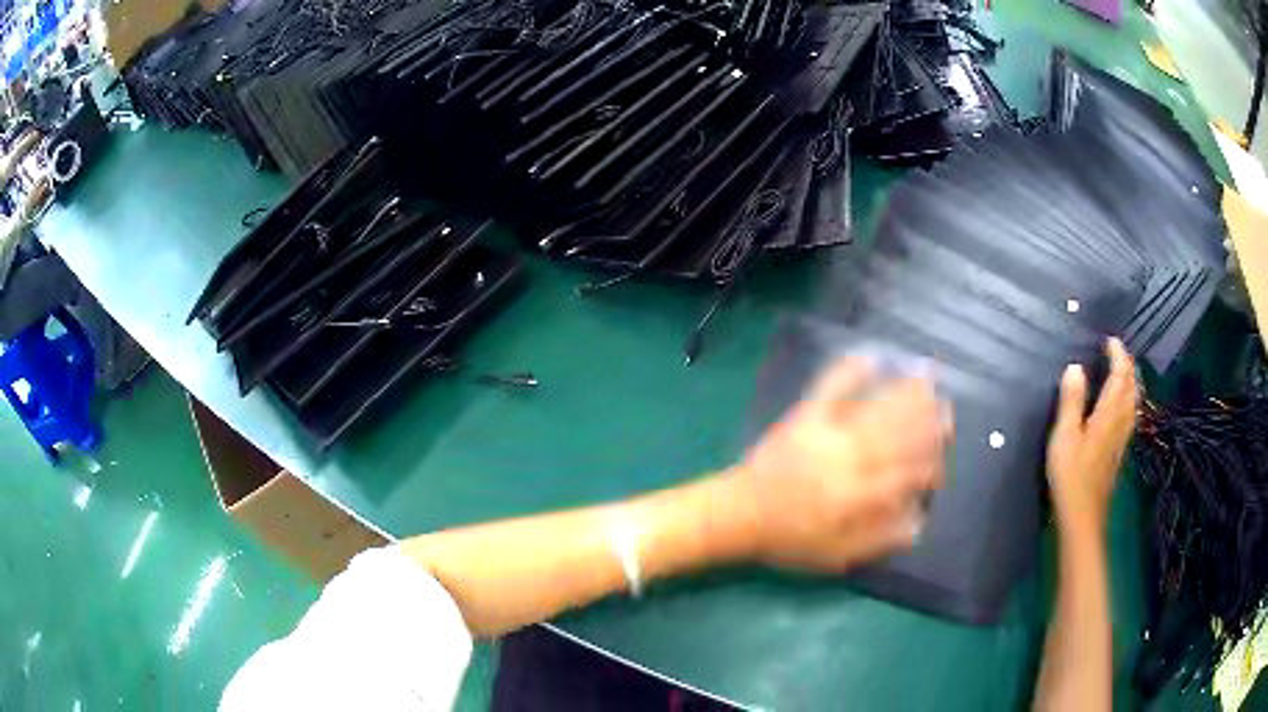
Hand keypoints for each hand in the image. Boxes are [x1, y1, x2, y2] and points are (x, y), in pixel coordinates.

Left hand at [733, 358, 950, 571]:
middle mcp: (851, 458)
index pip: (907, 475)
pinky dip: (850, 370)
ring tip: (927, 381)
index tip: (944, 462)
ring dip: (904, 395)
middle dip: (928, 423)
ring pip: (876, 409)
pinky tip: (869, 356)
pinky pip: (830, 387)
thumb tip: (919, 522)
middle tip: (948, 411)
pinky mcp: (805, 416)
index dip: (931, 467)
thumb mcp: (837, 556)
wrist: (740, 514)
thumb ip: (880, 539)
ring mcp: (828, 432)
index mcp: (859, 495)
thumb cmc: (790, 539)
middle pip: (899, 435)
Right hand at [1046, 338, 1138, 536]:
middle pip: (1131, 386)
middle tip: (1116, 350)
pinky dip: (1129, 398)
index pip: (1120, 375)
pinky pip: (1131, 413)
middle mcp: (1121, 420)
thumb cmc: (1071, 475)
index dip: (1117, 354)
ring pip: (1134, 400)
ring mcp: (1123, 437)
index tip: (1109, 340)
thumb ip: (1071, 401)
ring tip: (1122, 370)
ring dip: (1131, 380)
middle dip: (1127, 364)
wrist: (1083, 515)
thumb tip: (1075, 367)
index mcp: (1109, 413)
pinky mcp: (1120, 450)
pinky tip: (1123, 403)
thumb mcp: (1064, 437)